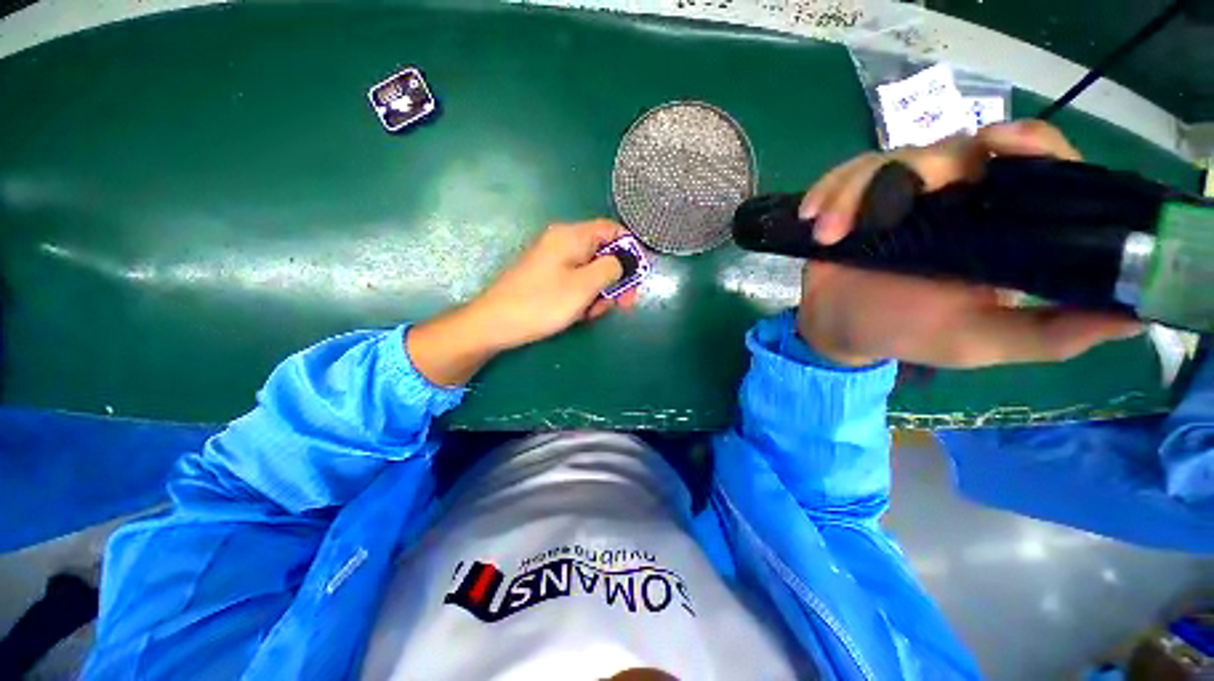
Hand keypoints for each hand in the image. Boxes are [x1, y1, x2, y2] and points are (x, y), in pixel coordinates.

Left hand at [466, 219, 638, 350]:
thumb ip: (611, 268)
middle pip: (603, 253)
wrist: (495, 323)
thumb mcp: (584, 285)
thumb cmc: (542, 303)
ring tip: (592, 313)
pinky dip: (583, 297)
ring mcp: (554, 260)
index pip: (612, 229)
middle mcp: (563, 242)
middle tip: (624, 303)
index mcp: (571, 236)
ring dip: (599, 292)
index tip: (639, 275)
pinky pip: (576, 282)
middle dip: (616, 278)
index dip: (630, 249)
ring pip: (591, 271)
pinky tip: (579, 314)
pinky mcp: (548, 277)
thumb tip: (623, 261)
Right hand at [796, 120, 1142, 367]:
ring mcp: (901, 196)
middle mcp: (955, 198)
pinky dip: (827, 193)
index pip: (1032, 164)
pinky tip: (812, 219)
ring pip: (887, 160)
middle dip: (915, 170)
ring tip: (828, 236)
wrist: (840, 330)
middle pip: (950, 149)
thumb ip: (1052, 333)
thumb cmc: (908, 333)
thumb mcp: (983, 341)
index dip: (1029, 144)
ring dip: (852, 195)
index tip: (1004, 145)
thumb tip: (1136, 314)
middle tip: (886, 207)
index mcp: (997, 224)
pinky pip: (843, 177)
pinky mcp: (856, 201)